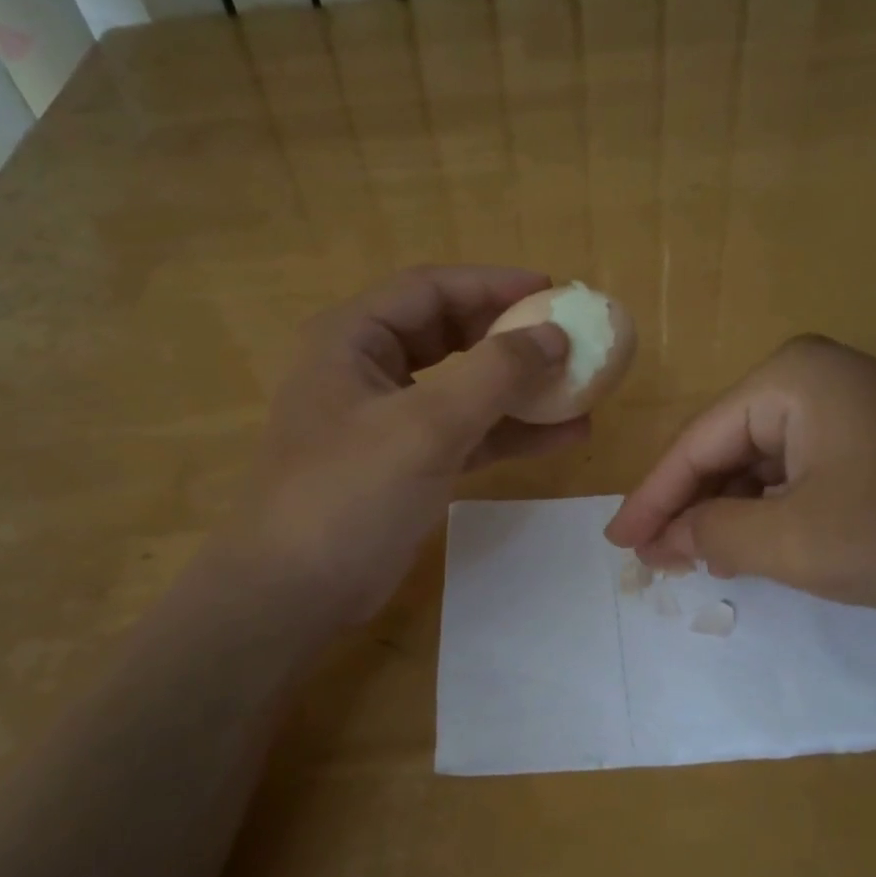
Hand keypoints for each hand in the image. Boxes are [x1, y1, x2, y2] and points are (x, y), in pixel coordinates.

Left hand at [222, 267, 586, 624]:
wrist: (296, 593)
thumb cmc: (350, 493)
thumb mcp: (427, 425)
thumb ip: (495, 373)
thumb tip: (554, 335)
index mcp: (353, 339)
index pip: (430, 289)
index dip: (492, 283)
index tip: (551, 290)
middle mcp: (367, 368)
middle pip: (449, 332)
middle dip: (508, 335)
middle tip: (566, 337)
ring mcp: (387, 419)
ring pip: (462, 386)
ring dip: (517, 388)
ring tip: (579, 388)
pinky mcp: (405, 463)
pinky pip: (465, 432)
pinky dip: (508, 432)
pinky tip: (562, 435)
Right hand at [606, 335, 875, 611]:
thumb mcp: (797, 542)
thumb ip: (716, 535)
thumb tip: (668, 537)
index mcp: (786, 381)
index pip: (696, 443)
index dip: (652, 499)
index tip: (616, 543)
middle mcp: (810, 379)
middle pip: (725, 449)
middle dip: (690, 506)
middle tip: (652, 558)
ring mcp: (844, 405)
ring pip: (759, 464)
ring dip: (728, 512)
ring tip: (693, 559)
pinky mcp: (869, 436)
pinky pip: (797, 471)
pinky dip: (770, 510)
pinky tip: (752, 545)